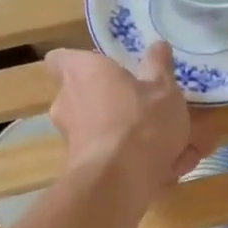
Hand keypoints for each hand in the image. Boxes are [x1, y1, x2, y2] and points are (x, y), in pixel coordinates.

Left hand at [46, 43, 210, 208]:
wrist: (119, 181)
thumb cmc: (140, 121)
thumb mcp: (163, 89)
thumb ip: (159, 67)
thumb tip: (158, 46)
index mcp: (81, 72)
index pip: (60, 59)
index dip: (79, 63)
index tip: (104, 70)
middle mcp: (67, 103)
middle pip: (83, 98)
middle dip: (111, 106)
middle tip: (144, 111)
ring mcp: (71, 140)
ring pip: (101, 133)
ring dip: (127, 139)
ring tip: (168, 148)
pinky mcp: (81, 170)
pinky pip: (110, 160)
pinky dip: (132, 163)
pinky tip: (166, 171)